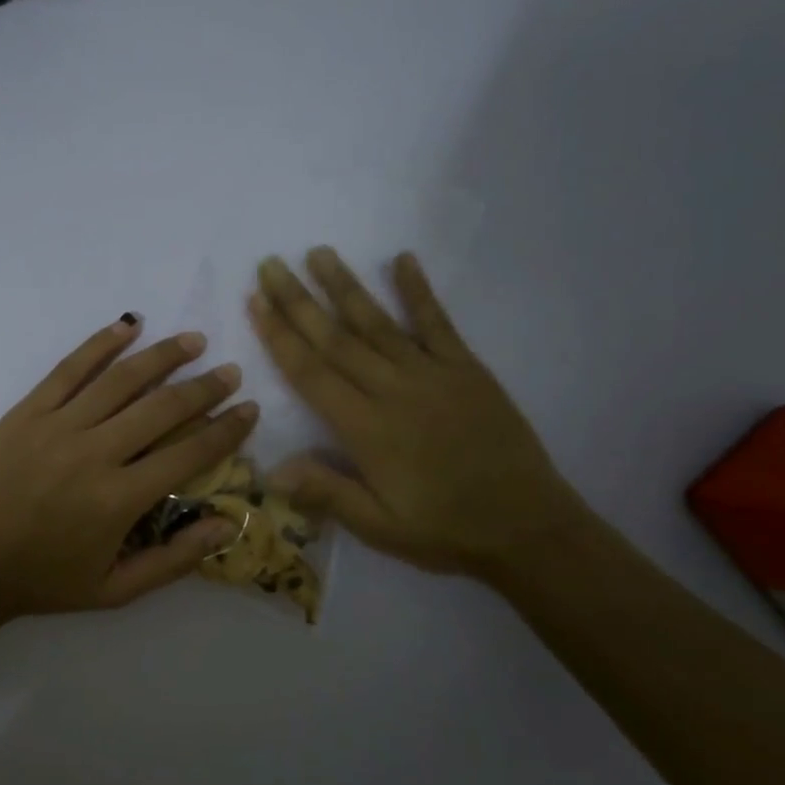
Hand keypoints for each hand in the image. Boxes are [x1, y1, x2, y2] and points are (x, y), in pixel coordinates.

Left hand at [0, 317, 258, 620]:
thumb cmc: (42, 580)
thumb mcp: (114, 591)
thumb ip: (174, 560)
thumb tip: (228, 525)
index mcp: (119, 499)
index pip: (189, 454)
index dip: (225, 430)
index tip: (249, 409)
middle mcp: (94, 453)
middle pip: (162, 408)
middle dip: (204, 387)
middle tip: (230, 371)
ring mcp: (58, 426)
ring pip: (121, 379)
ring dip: (162, 356)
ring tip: (193, 341)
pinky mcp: (27, 411)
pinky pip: (69, 369)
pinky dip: (100, 343)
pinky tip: (128, 325)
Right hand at [249, 249, 588, 577]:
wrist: (529, 529)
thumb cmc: (445, 531)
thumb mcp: (380, 527)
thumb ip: (326, 493)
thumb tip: (270, 469)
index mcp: (367, 430)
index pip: (311, 373)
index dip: (280, 336)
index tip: (256, 301)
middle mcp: (394, 391)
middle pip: (336, 339)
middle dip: (299, 300)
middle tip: (271, 264)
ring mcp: (433, 374)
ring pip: (378, 323)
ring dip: (346, 286)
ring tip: (319, 252)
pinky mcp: (467, 369)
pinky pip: (438, 322)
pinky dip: (419, 290)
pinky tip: (404, 259)